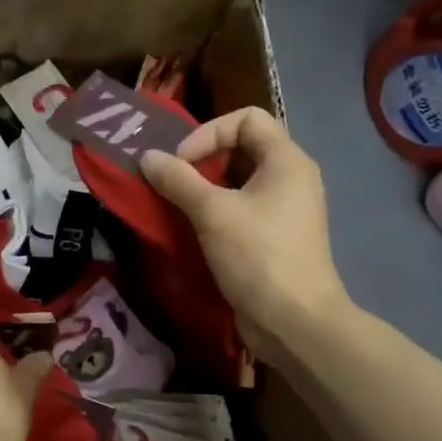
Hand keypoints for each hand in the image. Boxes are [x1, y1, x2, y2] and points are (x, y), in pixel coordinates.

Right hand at [141, 108, 351, 361]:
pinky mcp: (272, 237)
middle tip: (171, 182)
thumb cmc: (258, 256)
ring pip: (238, 181)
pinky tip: (190, 228)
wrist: (294, 322)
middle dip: (201, 160)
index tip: (181, 163)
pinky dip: (213, 211)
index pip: (246, 118)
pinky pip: (239, 208)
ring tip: (174, 204)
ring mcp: (283, 210)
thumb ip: (177, 180)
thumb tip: (147, 157)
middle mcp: (290, 178)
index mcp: (286, 161)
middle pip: (241, 147)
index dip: (209, 133)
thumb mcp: (212, 213)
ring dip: (203, 188)